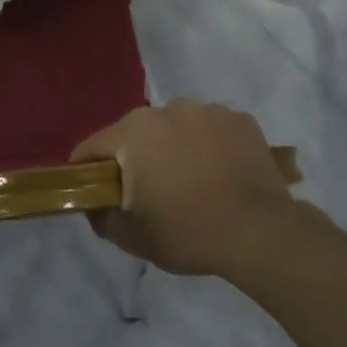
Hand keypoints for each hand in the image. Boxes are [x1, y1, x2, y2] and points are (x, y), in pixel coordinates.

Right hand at [71, 100, 301, 277]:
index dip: (86, 169)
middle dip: (135, 157)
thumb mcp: (132, 237)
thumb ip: (102, 217)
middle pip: (136, 133)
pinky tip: (220, 173)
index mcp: (134, 132)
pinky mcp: (240, 119)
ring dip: (174, 147)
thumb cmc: (188, 232)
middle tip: (148, 191)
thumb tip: (94, 205)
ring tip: (191, 181)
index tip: (92, 190)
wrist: (260, 232)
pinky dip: (209, 146)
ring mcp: (207, 110)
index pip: (93, 146)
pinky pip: (212, 130)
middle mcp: (167, 109)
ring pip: (176, 127)